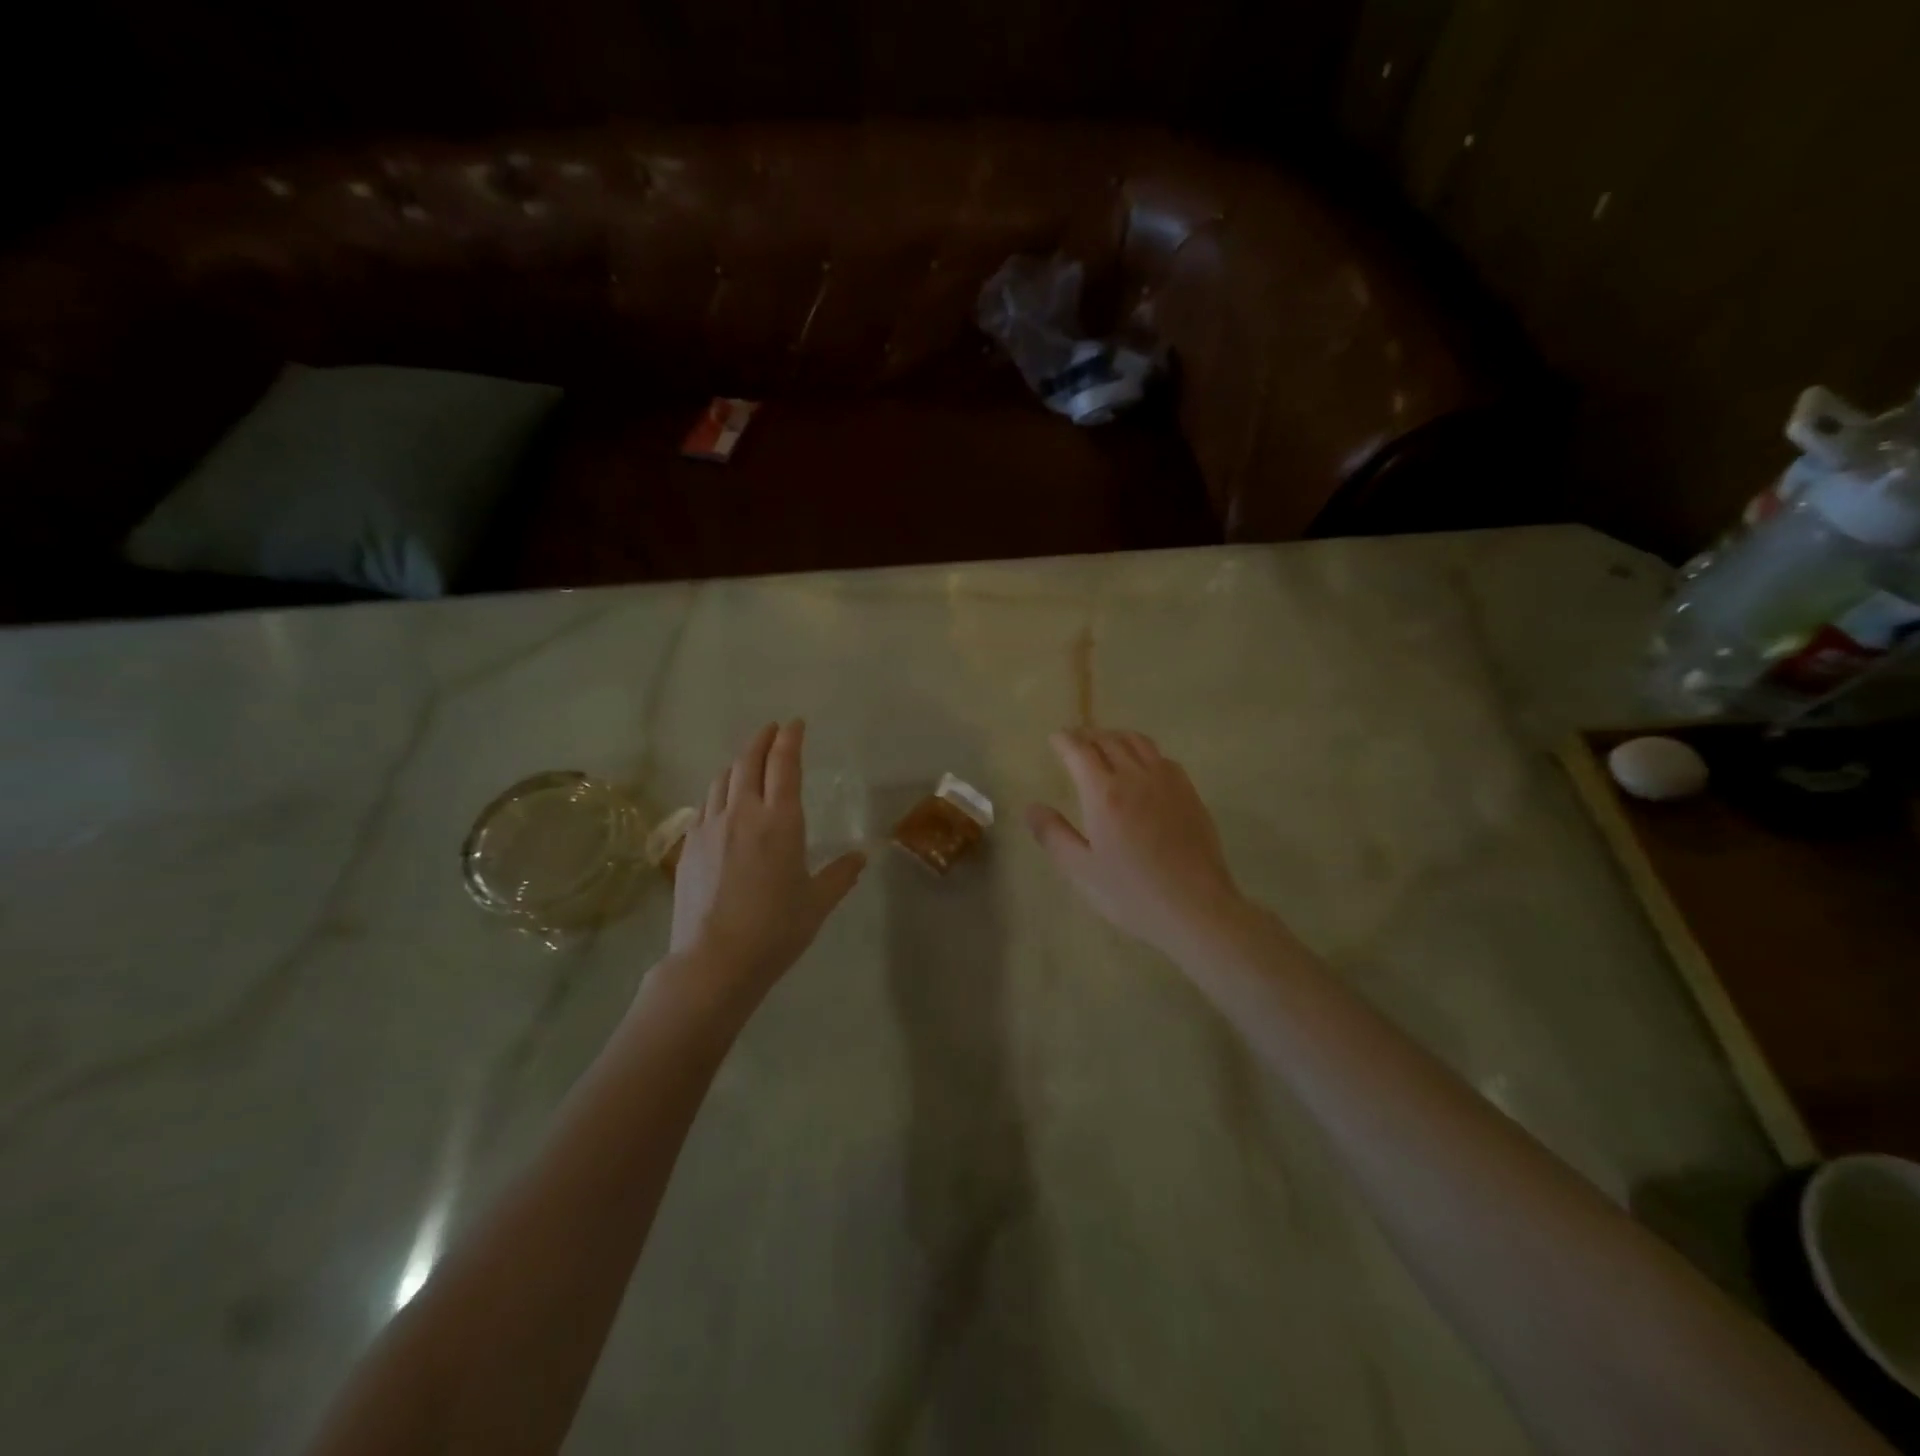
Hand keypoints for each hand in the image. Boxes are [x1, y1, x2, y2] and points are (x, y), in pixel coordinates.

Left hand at [669, 720, 865, 993]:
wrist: (714, 961)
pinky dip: (719, 791)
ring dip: (738, 763)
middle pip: (749, 761)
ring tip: (748, 762)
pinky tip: (722, 802)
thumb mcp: (816, 903)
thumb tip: (860, 858)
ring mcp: (710, 827)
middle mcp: (743, 813)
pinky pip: (705, 804)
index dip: (790, 739)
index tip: (795, 724)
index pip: (784, 764)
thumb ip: (840, 875)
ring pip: (722, 779)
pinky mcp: (688, 845)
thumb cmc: (775, 930)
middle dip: (762, 740)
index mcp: (780, 821)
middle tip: (772, 730)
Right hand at [1026, 728, 1248, 959]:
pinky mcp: (1189, 792)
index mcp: (1104, 793)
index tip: (1055, 738)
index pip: (1079, 751)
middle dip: (1088, 735)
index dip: (1064, 740)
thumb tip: (1031, 807)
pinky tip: (1142, 765)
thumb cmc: (1131, 893)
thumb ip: (1053, 834)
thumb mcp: (1081, 870)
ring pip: (1138, 742)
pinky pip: (1162, 757)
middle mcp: (1135, 777)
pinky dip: (1143, 750)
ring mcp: (1167, 782)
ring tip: (1105, 743)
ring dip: (1116, 736)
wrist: (1196, 908)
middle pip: (1108, 740)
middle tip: (1075, 740)